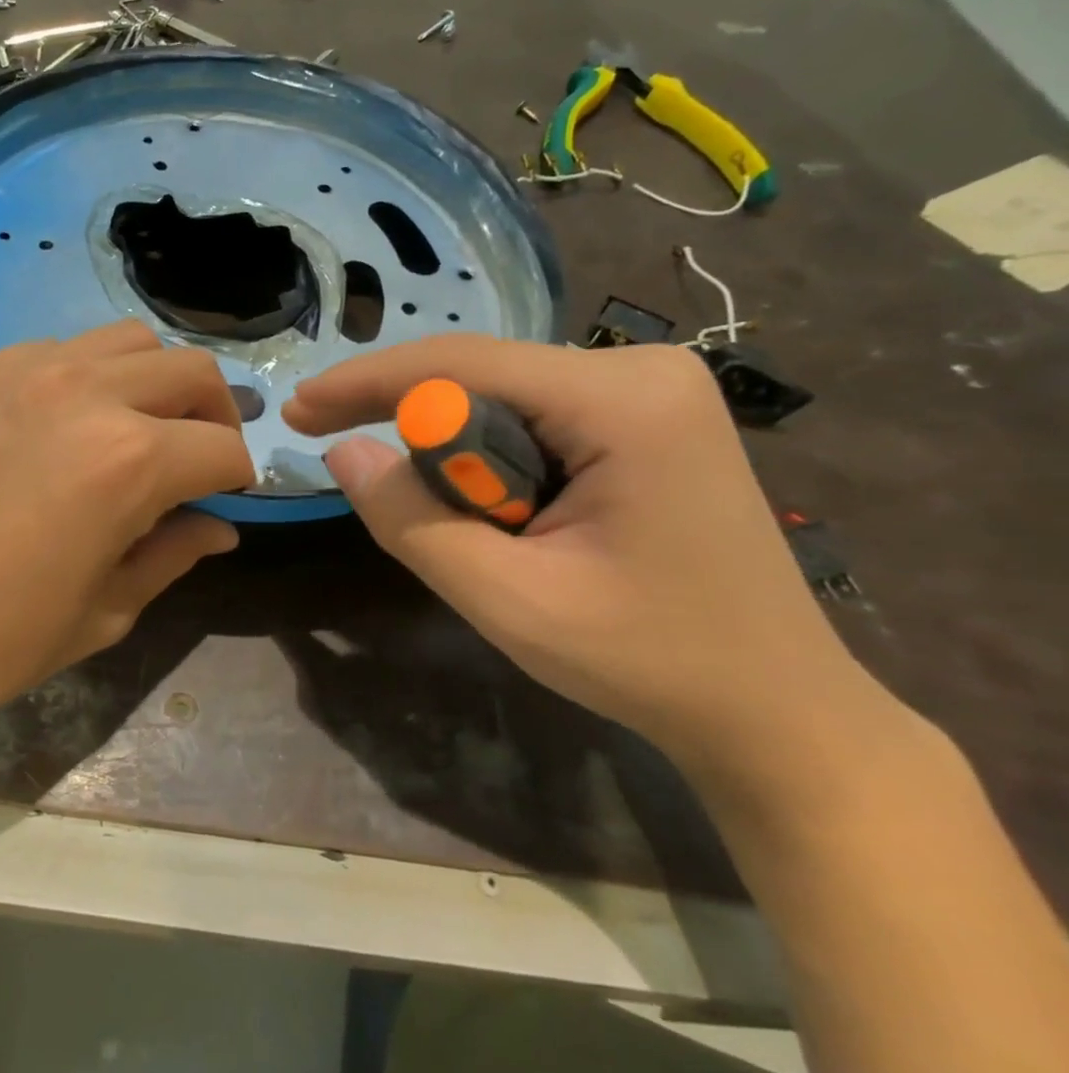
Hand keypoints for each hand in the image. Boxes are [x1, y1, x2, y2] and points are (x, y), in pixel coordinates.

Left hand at [0, 321, 253, 744]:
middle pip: (189, 370)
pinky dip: (83, 377)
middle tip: (194, 455)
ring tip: (131, 427)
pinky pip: (53, 351)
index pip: (222, 447)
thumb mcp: (103, 611)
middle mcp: (85, 392)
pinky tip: (55, 425)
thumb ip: (172, 554)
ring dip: (150, 381)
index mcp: (129, 459)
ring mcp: (21, 369)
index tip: (225, 496)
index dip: (236, 476)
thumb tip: (219, 527)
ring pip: (124, 341)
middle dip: (211, 412)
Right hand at [283, 335, 881, 778]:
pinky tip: (491, 508)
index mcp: (621, 400)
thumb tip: (341, 451)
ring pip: (498, 398)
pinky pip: (529, 417)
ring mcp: (648, 393)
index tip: (298, 409)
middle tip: (328, 445)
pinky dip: (485, 458)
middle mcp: (639, 371)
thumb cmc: (647, 660)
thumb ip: (411, 520)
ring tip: (454, 523)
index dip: (365, 382)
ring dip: (450, 452)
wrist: (774, 709)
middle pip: (478, 374)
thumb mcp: (507, 599)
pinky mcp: (644, 420)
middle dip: (406, 421)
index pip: (460, 363)